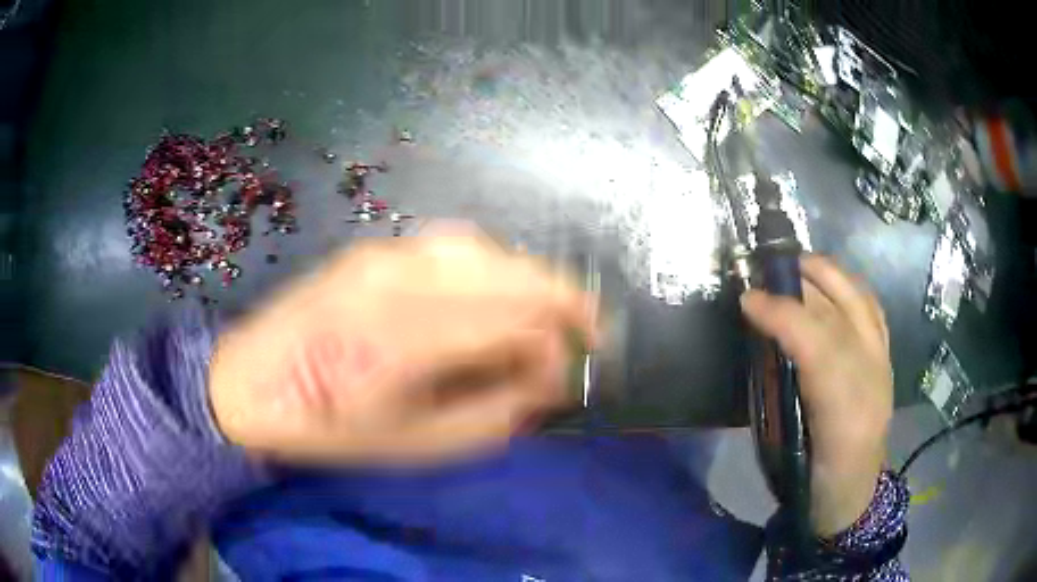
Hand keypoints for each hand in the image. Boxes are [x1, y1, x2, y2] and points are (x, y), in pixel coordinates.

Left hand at [209, 229, 596, 464]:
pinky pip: (453, 245)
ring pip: (488, 250)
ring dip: (529, 279)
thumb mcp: (418, 444)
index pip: (519, 320)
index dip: (559, 346)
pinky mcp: (374, 249)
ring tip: (548, 314)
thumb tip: (548, 378)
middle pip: (514, 272)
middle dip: (566, 300)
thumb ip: (495, 411)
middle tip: (590, 332)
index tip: (568, 376)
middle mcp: (402, 279)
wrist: (251, 383)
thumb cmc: (331, 428)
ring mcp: (385, 254)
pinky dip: (492, 265)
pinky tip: (496, 291)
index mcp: (408, 337)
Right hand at [740, 255, 891, 536]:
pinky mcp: (886, 361)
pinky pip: (872, 311)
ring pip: (861, 302)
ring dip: (829, 275)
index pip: (818, 344)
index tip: (747, 299)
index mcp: (845, 410)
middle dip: (808, 277)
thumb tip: (758, 340)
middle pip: (844, 309)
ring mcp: (883, 364)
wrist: (851, 496)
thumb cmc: (813, 479)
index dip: (782, 313)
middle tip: (768, 269)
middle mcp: (872, 377)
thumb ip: (775, 394)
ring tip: (797, 266)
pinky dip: (849, 289)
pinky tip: (831, 287)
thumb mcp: (786, 449)